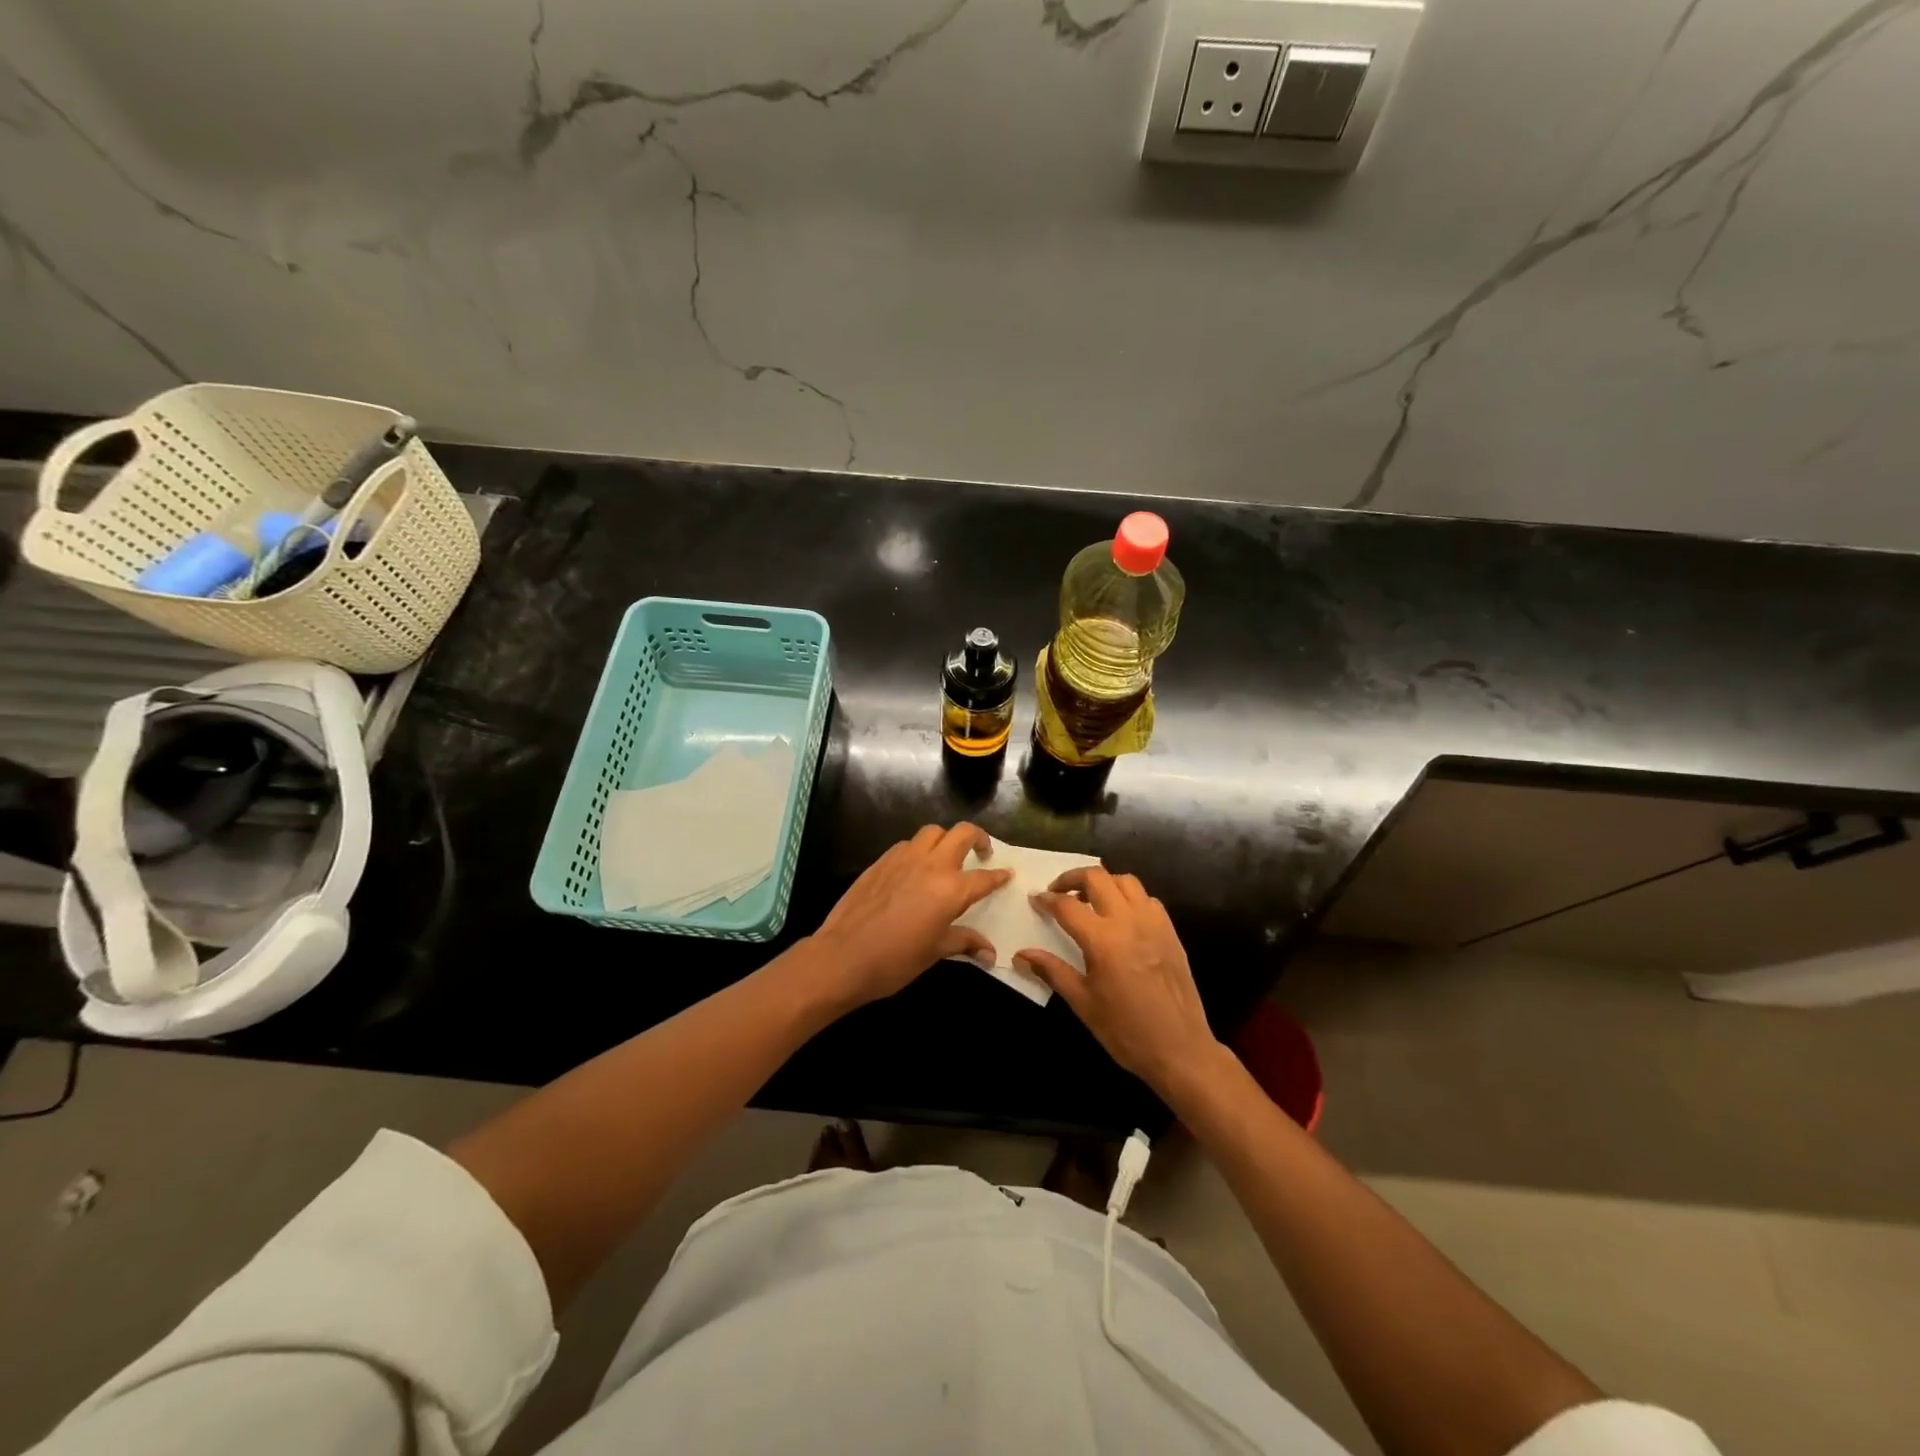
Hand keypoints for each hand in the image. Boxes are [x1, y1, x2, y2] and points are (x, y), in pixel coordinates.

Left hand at [807, 823, 1011, 1010]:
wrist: (842, 956)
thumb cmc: (894, 960)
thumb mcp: (935, 952)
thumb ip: (963, 942)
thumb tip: (989, 953)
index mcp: (950, 889)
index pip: (984, 877)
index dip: (998, 876)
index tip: (1007, 874)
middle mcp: (930, 865)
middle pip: (962, 833)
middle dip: (978, 837)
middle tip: (982, 852)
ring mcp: (903, 858)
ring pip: (932, 831)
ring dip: (946, 838)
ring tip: (947, 856)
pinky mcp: (881, 860)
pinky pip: (907, 844)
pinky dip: (919, 849)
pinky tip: (915, 868)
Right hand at [1015, 867, 1221, 1096]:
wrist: (1180, 1049)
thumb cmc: (1125, 1030)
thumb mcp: (1082, 1003)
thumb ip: (1051, 971)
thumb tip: (1020, 955)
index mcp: (1103, 940)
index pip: (1067, 905)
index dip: (1047, 899)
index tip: (1035, 899)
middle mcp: (1129, 921)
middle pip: (1096, 878)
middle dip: (1072, 878)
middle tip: (1058, 891)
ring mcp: (1153, 923)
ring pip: (1125, 881)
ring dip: (1103, 882)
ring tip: (1089, 900)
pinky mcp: (1170, 930)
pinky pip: (1147, 898)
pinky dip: (1129, 897)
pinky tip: (1121, 917)